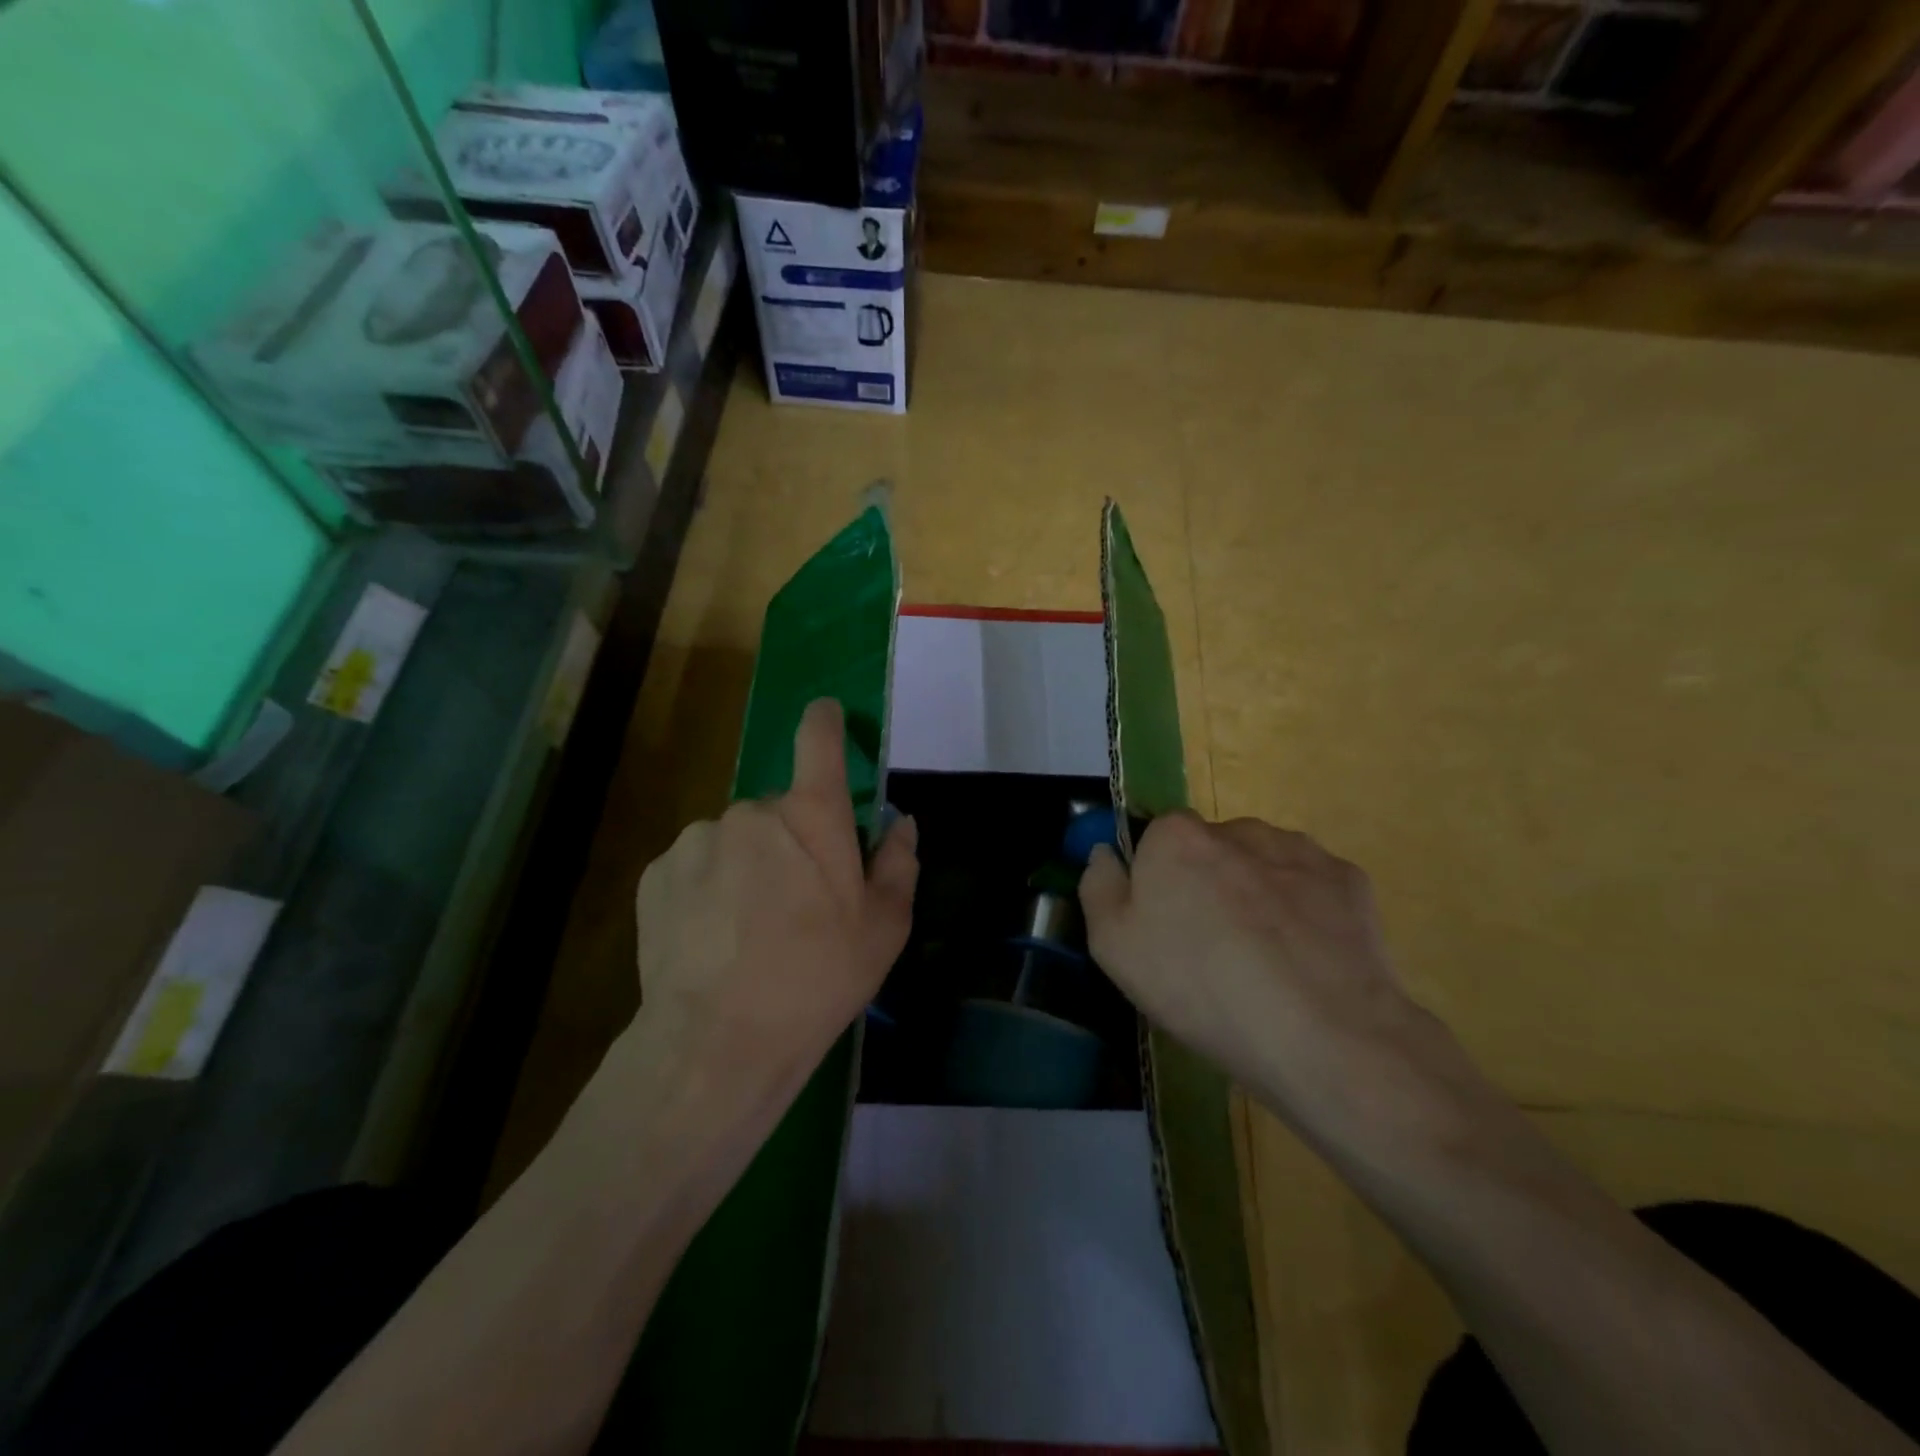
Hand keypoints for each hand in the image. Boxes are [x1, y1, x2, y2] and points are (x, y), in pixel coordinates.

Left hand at [630, 698, 917, 1106]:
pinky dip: (708, 887)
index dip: (825, 720)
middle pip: (780, 809)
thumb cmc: (819, 979)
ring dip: (747, 865)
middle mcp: (752, 811)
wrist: (719, 1041)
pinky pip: (695, 865)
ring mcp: (698, 839)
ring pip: (735, 839)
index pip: (818, 739)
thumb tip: (902, 822)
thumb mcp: (884, 928)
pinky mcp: (657, 873)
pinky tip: (713, 938)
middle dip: (792, 841)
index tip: (827, 715)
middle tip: (798, 901)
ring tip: (750, 930)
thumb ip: (898, 863)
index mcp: (812, 816)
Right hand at [1079, 812, 1420, 1118]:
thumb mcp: (1114, 948)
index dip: (1157, 881)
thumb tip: (1105, 853)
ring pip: (1263, 864)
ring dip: (1257, 894)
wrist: (1321, 1034)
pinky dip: (1304, 912)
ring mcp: (1298, 850)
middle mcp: (1236, 828)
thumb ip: (1099, 886)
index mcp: (1175, 837)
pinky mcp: (1349, 880)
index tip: (1164, 927)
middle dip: (1208, 884)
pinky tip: (1305, 959)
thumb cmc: (1199, 986)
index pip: (1155, 839)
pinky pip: (1311, 887)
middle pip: (1210, 849)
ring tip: (1266, 961)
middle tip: (1213, 950)